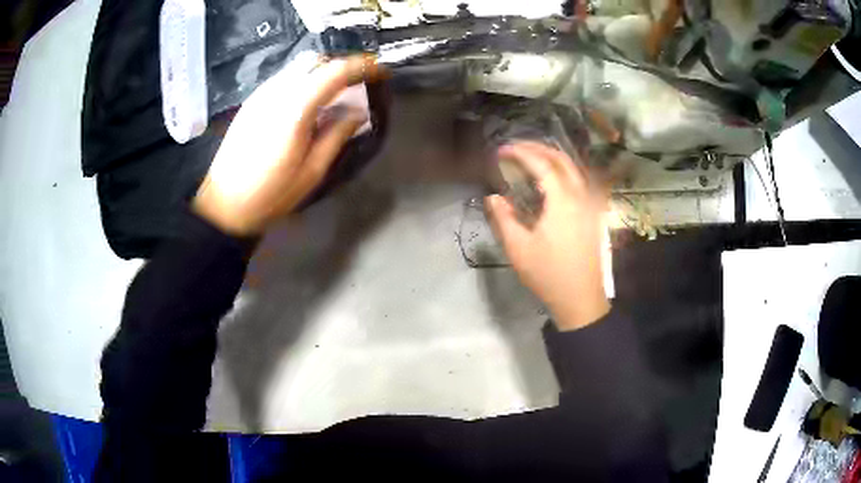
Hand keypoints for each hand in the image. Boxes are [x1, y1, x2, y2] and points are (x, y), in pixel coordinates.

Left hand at [193, 53, 383, 235]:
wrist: (224, 204)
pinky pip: (284, 78)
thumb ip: (337, 135)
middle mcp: (276, 92)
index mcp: (295, 109)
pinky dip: (304, 80)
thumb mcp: (312, 171)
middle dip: (342, 66)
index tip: (379, 71)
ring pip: (298, 67)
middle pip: (315, 61)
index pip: (334, 72)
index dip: (361, 66)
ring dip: (322, 72)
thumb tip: (358, 112)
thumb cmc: (270, 194)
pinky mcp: (252, 102)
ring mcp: (261, 95)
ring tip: (336, 93)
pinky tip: (308, 102)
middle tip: (359, 83)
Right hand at [486, 142, 610, 330]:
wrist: (580, 299)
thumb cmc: (548, 275)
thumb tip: (493, 196)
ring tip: (531, 159)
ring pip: (574, 169)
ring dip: (552, 158)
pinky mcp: (593, 214)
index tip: (501, 150)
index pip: (542, 164)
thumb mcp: (518, 249)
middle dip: (538, 148)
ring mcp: (591, 204)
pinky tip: (551, 180)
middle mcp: (581, 196)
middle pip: (562, 159)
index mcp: (563, 201)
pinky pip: (580, 181)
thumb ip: (503, 218)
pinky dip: (564, 172)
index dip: (521, 153)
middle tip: (515, 148)